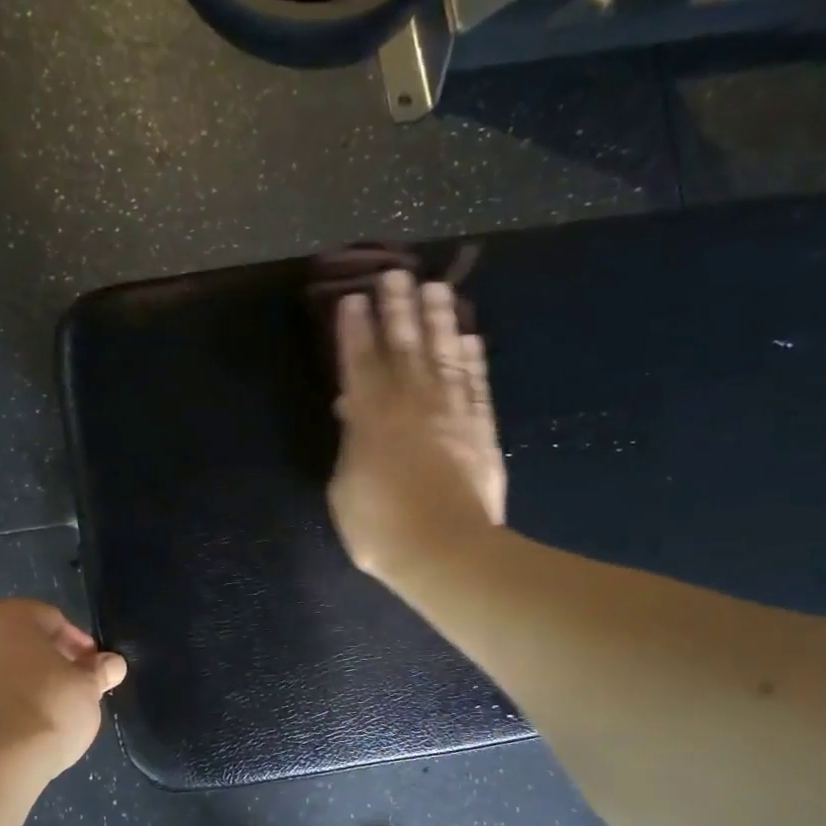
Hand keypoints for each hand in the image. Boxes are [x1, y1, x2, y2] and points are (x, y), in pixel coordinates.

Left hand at [0, 599, 127, 778]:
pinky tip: (25, 729)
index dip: (79, 644)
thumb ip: (99, 670)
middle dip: (51, 662)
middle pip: (24, 643)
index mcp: (8, 615)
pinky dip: (7, 705)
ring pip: (4, 670)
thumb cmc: (46, 707)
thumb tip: (113, 663)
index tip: (95, 669)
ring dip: (28, 684)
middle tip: (76, 688)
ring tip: (53, 713)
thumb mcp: (87, 687)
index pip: (53, 620)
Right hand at [329, 271, 506, 579]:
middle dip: (397, 309)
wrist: (445, 551)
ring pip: (444, 355)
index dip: (355, 330)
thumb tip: (350, 410)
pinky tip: (470, 336)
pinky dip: (473, 358)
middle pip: (404, 347)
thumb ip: (349, 444)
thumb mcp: (345, 489)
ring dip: (438, 320)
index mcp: (371, 419)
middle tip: (394, 273)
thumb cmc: (381, 527)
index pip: (359, 364)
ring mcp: (451, 414)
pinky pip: (476, 384)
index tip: (352, 299)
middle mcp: (412, 404)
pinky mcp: (480, 429)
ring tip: (434, 288)